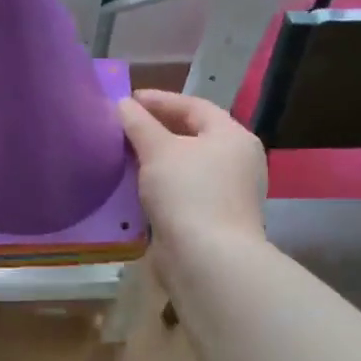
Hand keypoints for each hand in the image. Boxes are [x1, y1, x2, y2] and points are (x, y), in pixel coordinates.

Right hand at [118, 89, 267, 253]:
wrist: (208, 260)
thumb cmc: (188, 193)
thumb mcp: (158, 150)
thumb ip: (139, 124)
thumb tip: (123, 104)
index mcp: (232, 136)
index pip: (194, 106)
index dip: (160, 100)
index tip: (127, 100)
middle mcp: (237, 161)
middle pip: (193, 135)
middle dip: (157, 129)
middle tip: (124, 125)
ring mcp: (228, 193)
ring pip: (187, 165)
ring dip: (157, 158)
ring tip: (124, 153)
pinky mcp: (214, 219)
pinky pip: (184, 191)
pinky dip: (161, 184)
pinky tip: (136, 185)